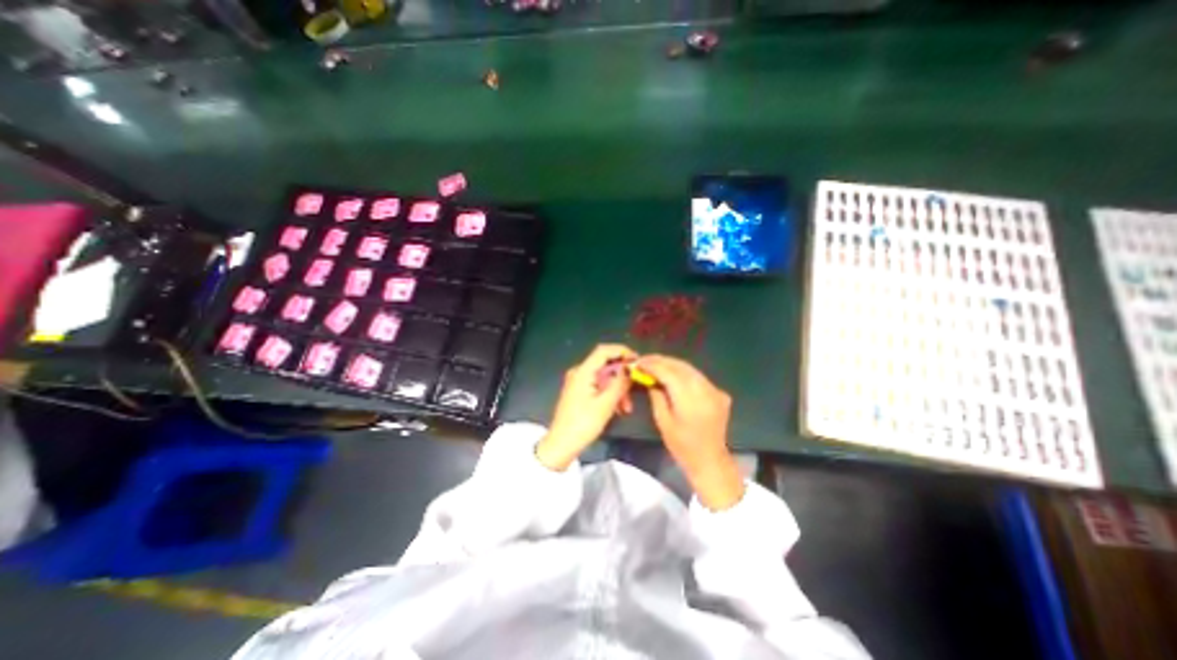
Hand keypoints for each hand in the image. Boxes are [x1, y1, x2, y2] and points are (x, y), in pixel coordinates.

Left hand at [538, 344, 634, 469]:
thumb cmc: (583, 424)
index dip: (622, 351)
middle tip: (635, 390)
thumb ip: (620, 383)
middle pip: (605, 365)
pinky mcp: (579, 392)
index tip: (638, 361)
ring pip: (604, 378)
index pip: (603, 350)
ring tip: (627, 408)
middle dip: (622, 377)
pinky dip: (610, 394)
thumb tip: (631, 368)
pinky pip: (599, 386)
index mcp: (583, 371)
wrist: (561, 445)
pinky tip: (618, 409)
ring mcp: (578, 382)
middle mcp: (579, 372)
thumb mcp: (606, 404)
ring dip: (618, 389)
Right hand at [640, 355, 738, 511]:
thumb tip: (650, 378)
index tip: (639, 362)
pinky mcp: (720, 393)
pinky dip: (684, 373)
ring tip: (657, 364)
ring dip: (673, 364)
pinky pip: (699, 377)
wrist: (710, 459)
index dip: (653, 366)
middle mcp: (705, 391)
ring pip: (691, 369)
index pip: (669, 374)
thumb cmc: (682, 446)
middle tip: (646, 360)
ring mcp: (715, 391)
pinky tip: (674, 375)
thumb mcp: (663, 422)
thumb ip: (657, 396)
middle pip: (681, 367)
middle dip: (662, 361)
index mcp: (689, 401)